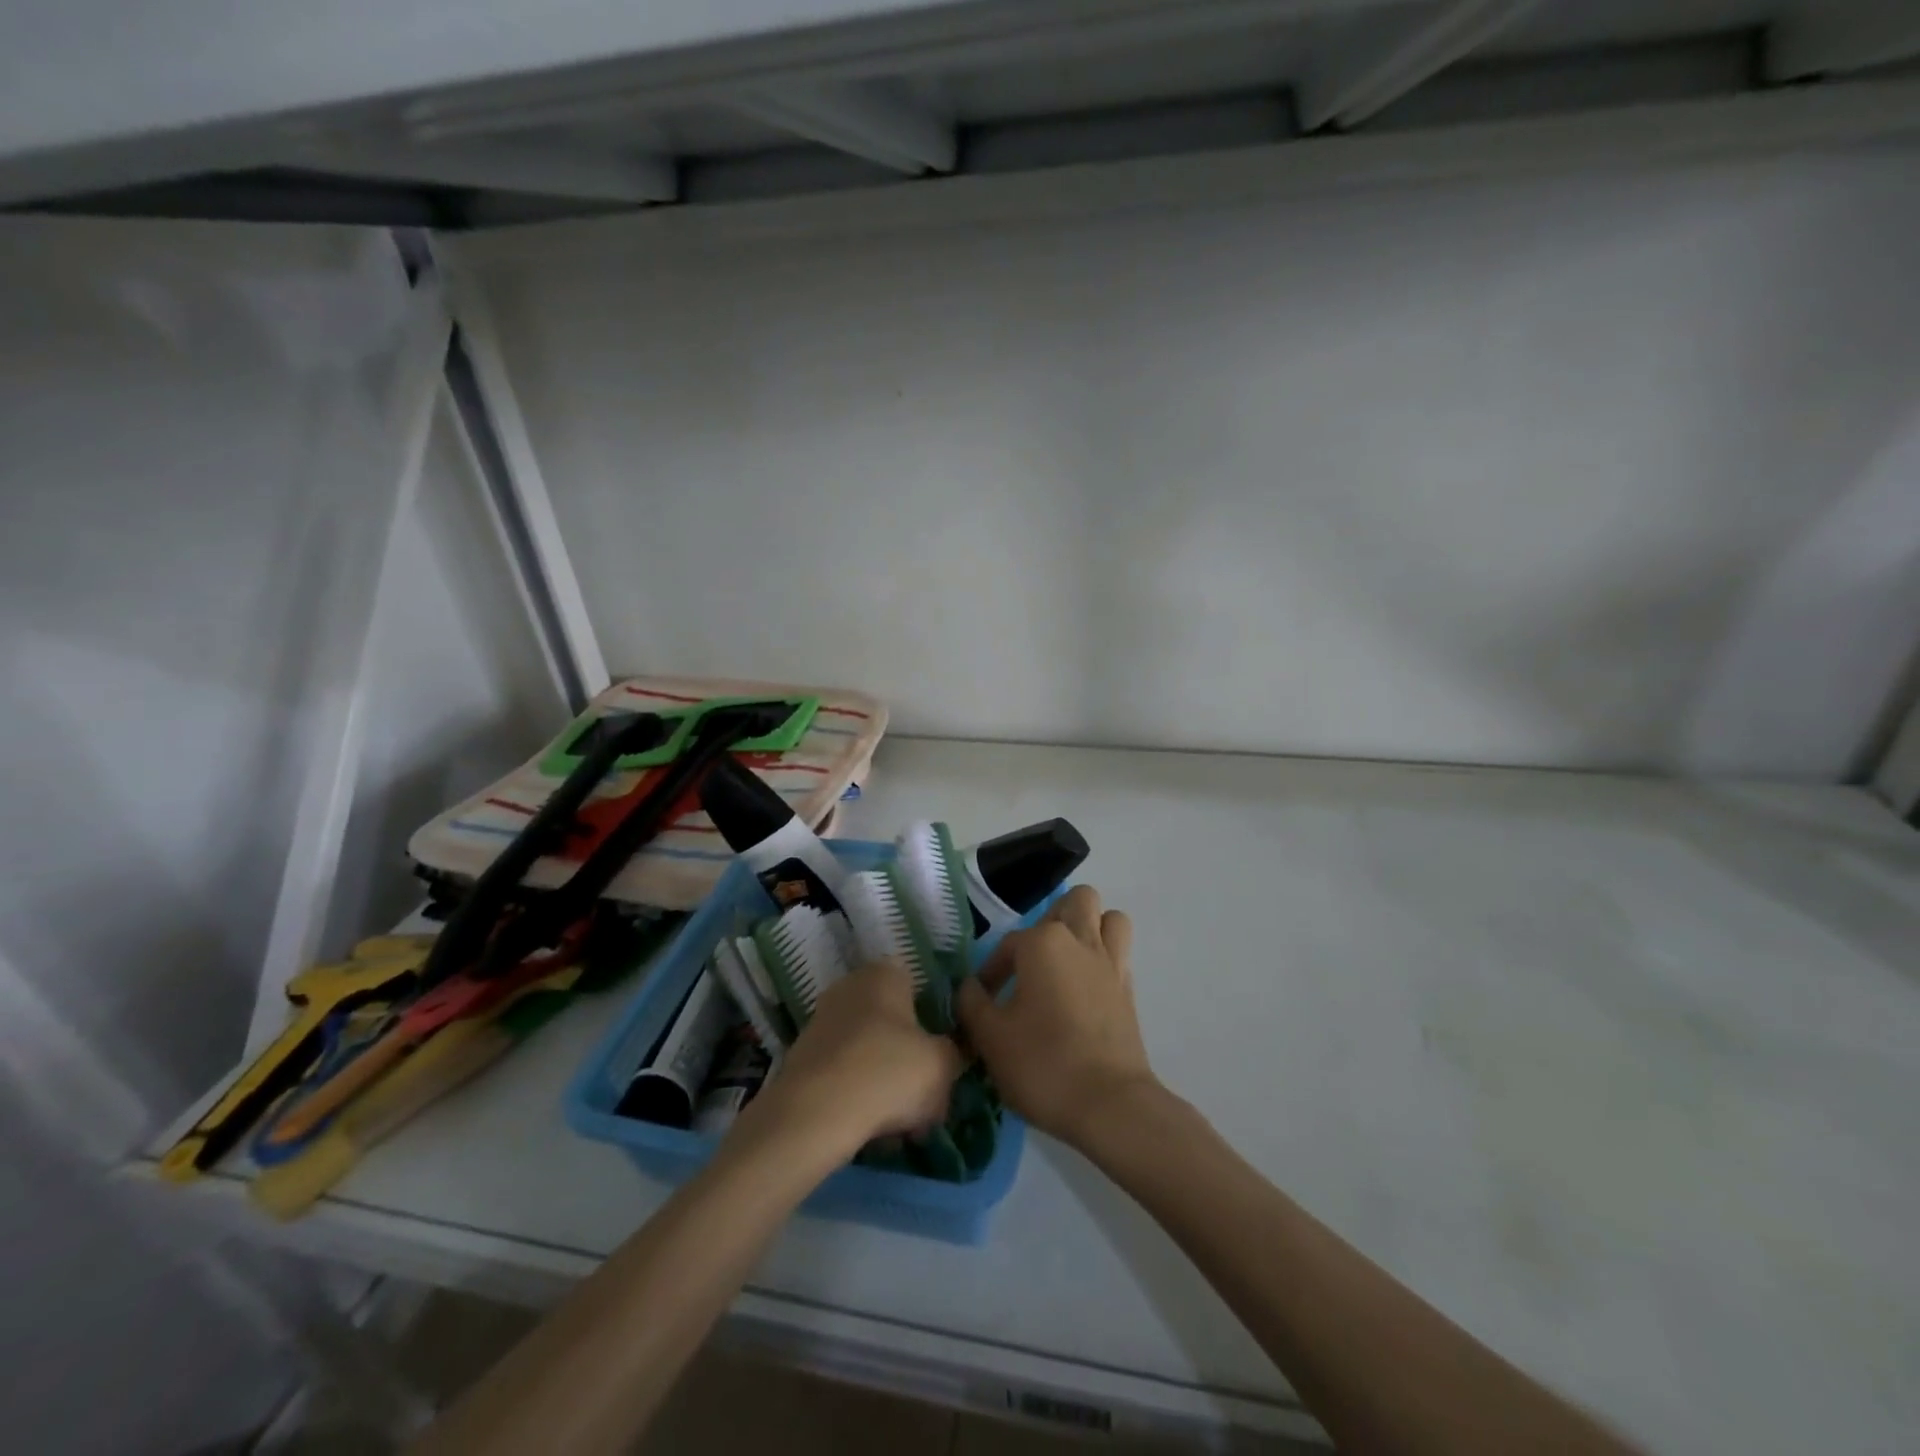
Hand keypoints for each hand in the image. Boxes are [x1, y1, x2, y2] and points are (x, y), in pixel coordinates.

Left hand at [753, 959, 963, 1153]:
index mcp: (884, 973)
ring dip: (885, 1082)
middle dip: (909, 1058)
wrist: (814, 1115)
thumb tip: (948, 1059)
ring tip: (901, 1125)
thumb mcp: (943, 1064)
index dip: (934, 1021)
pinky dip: (858, 1096)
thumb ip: (954, 1054)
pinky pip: (844, 1074)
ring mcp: (821, 1021)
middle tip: (926, 1097)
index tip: (944, 1056)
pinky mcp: (802, 1058)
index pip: (918, 986)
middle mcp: (850, 987)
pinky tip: (871, 1130)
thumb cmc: (888, 1072)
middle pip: (893, 1023)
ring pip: (869, 1052)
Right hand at [955, 885, 1157, 1149]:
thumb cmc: (1042, 1064)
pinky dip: (1103, 959)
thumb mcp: (989, 1037)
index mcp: (1043, 943)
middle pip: (1076, 902)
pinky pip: (1119, 954)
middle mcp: (1081, 940)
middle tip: (1034, 959)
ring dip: (1089, 929)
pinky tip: (1084, 990)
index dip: (991, 971)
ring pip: (1109, 919)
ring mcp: (1112, 962)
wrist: (1109, 1105)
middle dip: (1054, 920)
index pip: (1009, 943)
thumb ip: (972, 1003)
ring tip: (1066, 962)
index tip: (984, 1001)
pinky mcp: (1130, 989)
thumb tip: (969, 986)